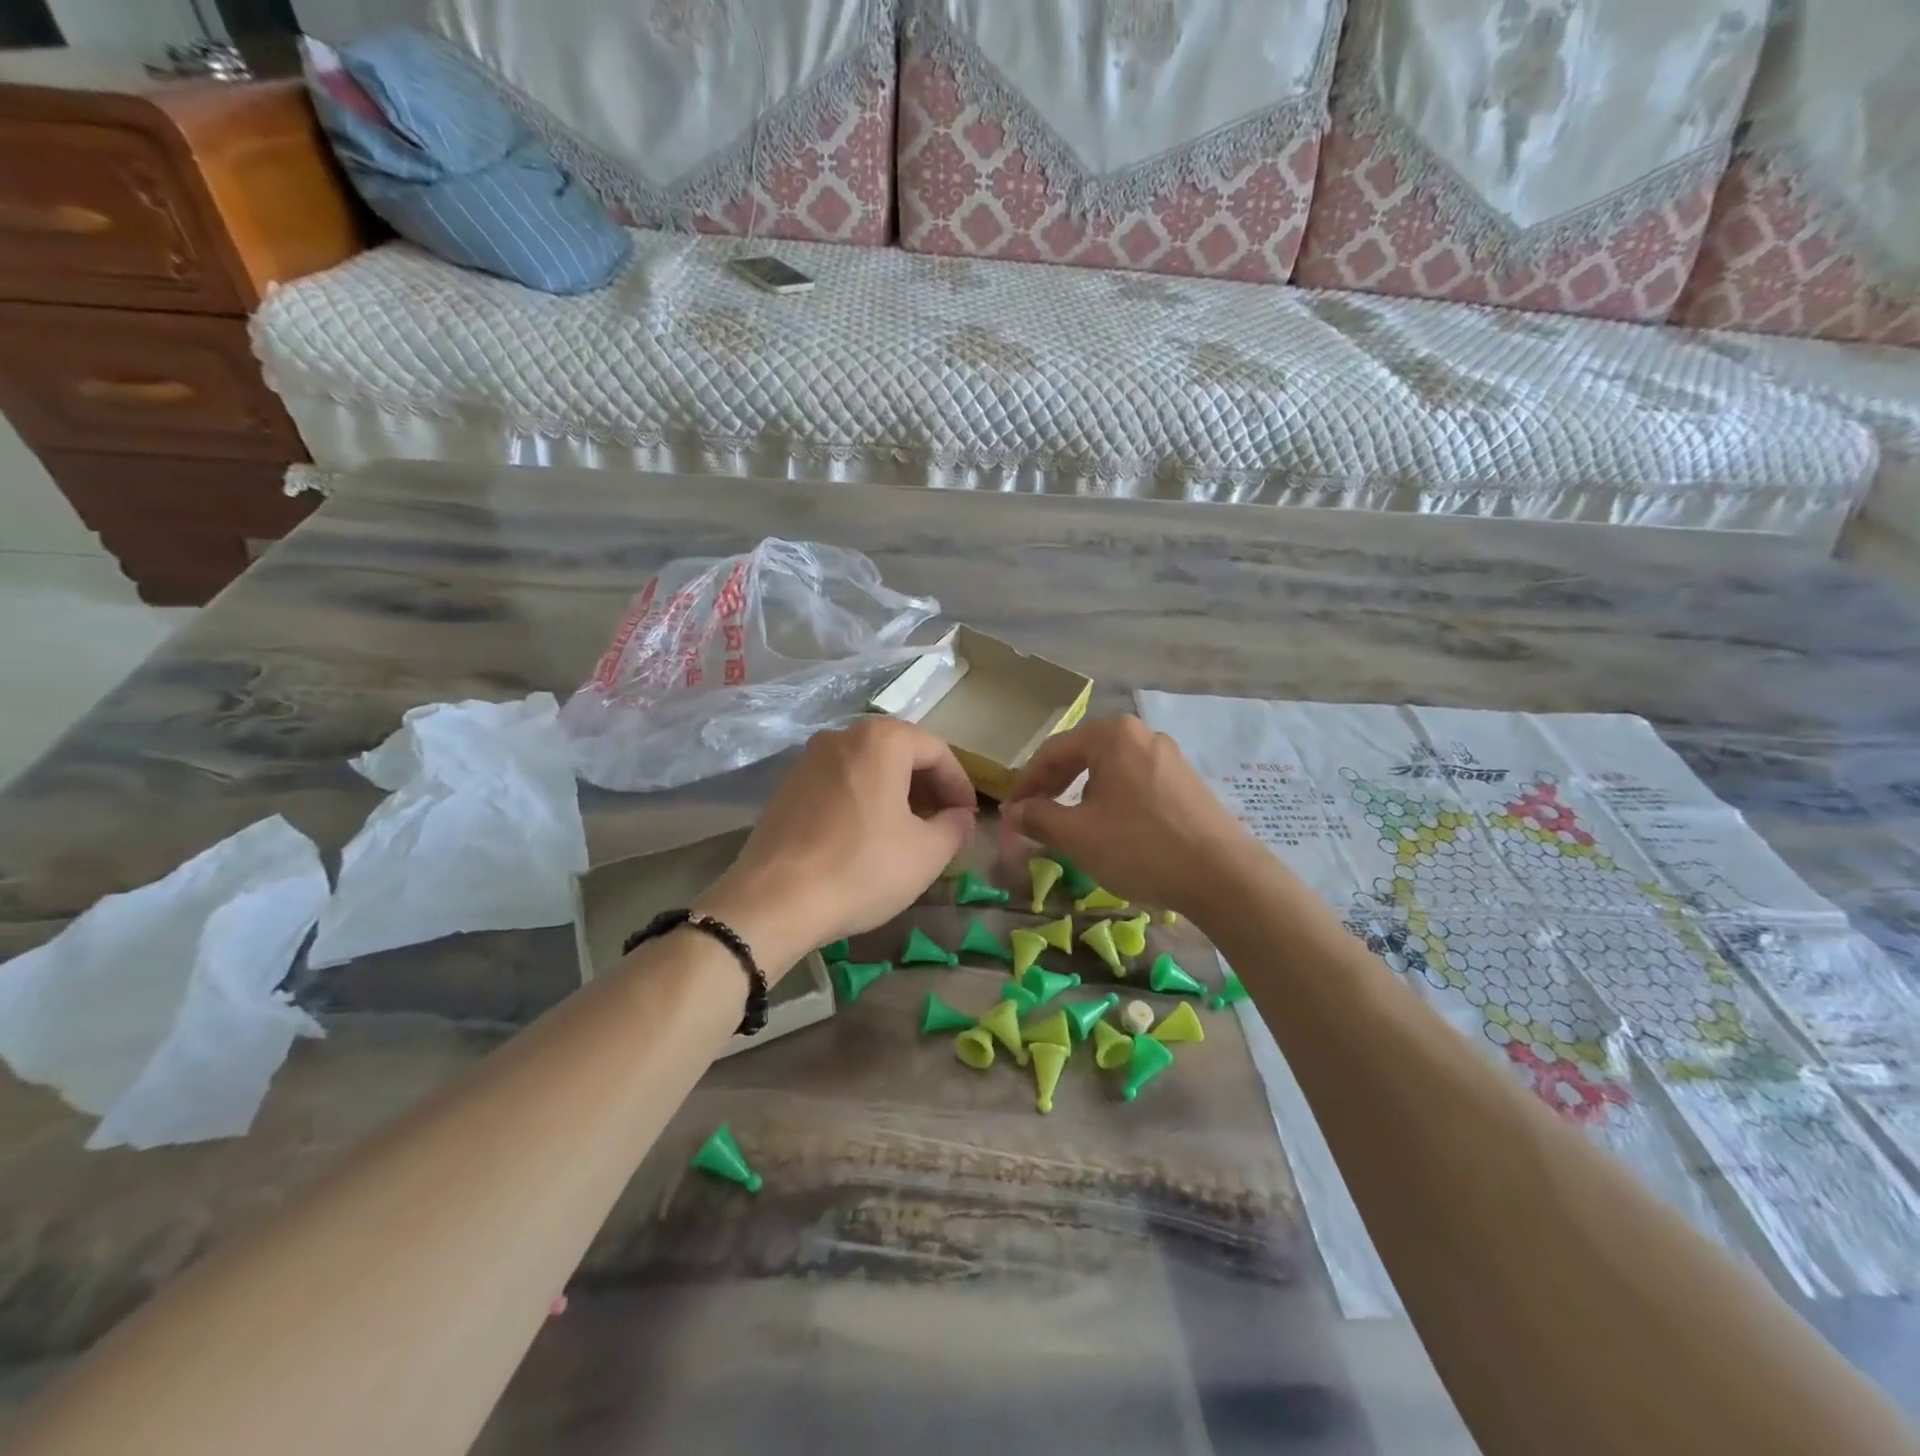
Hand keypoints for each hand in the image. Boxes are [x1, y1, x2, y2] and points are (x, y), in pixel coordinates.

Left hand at [699, 718, 976, 970]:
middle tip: (944, 825)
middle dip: (929, 788)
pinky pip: (840, 784)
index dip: (961, 785)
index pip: (938, 751)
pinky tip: (868, 839)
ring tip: (909, 834)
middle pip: (901, 753)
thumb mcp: (927, 853)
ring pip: (869, 768)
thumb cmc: (862, 869)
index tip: (968, 819)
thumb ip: (956, 826)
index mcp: (881, 740)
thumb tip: (960, 817)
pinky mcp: (786, 788)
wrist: (774, 901)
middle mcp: (842, 736)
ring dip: (897, 795)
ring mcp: (808, 760)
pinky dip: (864, 802)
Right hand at [1001, 716, 1259, 917]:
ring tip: (1068, 825)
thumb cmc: (1139, 847)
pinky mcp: (1186, 781)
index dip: (1025, 784)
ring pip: (1109, 770)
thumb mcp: (1077, 835)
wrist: (1222, 875)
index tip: (1010, 813)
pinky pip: (1135, 783)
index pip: (1052, 752)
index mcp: (1111, 735)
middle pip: (1082, 756)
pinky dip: (1111, 800)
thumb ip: (1038, 817)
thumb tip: (1015, 812)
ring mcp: (1169, 756)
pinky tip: (1110, 828)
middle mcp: (1141, 734)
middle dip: (1053, 787)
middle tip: (1033, 816)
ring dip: (1081, 794)